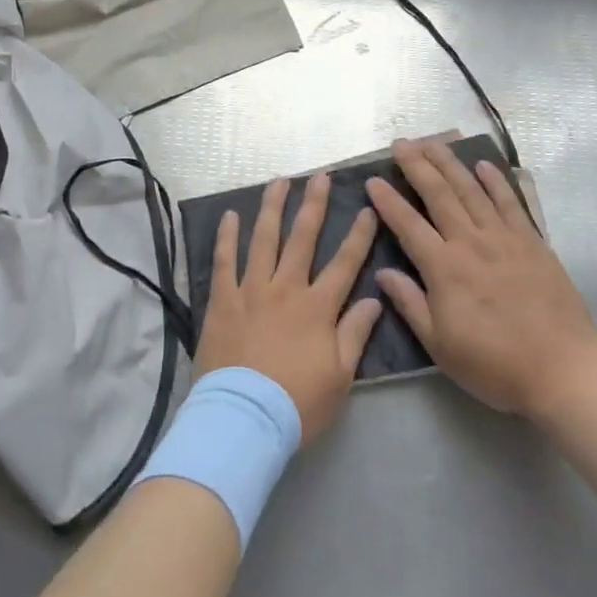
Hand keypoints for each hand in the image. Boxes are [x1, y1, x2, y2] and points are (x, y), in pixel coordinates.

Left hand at [196, 173, 383, 441]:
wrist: (243, 418)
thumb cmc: (297, 403)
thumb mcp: (340, 376)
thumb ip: (355, 333)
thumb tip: (374, 299)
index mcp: (317, 307)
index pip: (345, 263)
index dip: (359, 235)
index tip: (368, 209)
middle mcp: (286, 289)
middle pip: (303, 239)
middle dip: (314, 205)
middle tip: (320, 177)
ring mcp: (251, 291)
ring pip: (263, 240)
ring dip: (272, 208)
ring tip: (278, 182)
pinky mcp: (222, 300)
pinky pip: (224, 261)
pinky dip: (227, 237)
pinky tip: (230, 216)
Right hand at [365, 139, 596, 420]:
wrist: (562, 369)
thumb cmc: (494, 364)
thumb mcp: (440, 345)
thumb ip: (410, 304)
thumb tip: (382, 273)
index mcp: (444, 268)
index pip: (408, 224)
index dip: (388, 201)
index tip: (372, 180)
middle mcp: (471, 242)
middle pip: (439, 194)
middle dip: (417, 165)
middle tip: (401, 143)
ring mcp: (504, 238)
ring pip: (472, 190)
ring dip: (450, 163)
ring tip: (434, 142)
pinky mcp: (532, 242)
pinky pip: (510, 203)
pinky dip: (496, 181)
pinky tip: (484, 166)